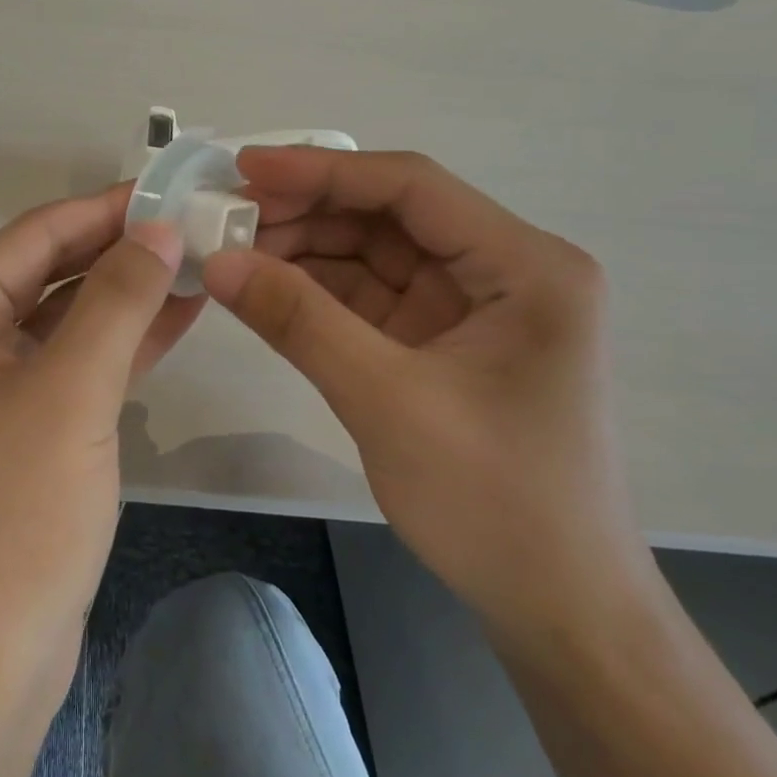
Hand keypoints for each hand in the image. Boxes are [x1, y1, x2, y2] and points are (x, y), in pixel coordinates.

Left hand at [0, 184, 202, 706]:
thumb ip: (115, 300)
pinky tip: (175, 321)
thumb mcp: (69, 395)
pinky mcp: (14, 432)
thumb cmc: (8, 522)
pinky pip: (69, 366)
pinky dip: (118, 344)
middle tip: (197, 228)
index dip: (107, 210)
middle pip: (47, 271)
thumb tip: (157, 229)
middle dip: (120, 251)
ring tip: (199, 265)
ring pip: (63, 319)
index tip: (175, 191)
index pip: (35, 234)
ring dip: (126, 295)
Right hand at [202, 148, 658, 645]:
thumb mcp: (386, 401)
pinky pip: (372, 296)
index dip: (322, 170)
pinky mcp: (443, 341)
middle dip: (308, 212)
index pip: (411, 187)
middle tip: (227, 217)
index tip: (245, 168)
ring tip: (234, 252)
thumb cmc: (495, 502)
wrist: (558, 608)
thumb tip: (218, 261)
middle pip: (390, 216)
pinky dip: (319, 291)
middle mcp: (505, 271)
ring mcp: (473, 307)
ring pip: (375, 253)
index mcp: (524, 267)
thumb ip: (299, 321)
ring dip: (306, 250)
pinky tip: (266, 288)